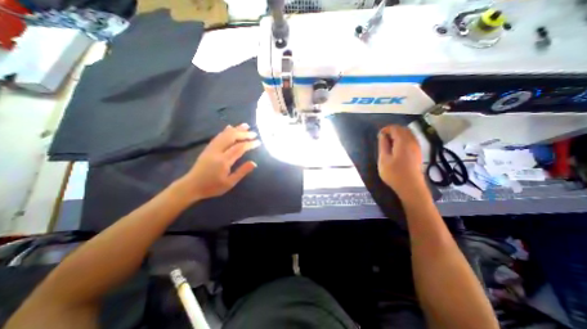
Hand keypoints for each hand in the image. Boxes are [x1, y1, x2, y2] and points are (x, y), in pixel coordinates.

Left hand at [178, 121, 259, 199]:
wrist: (191, 186)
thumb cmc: (212, 186)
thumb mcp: (229, 183)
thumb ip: (242, 172)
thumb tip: (254, 163)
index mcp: (223, 161)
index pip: (239, 148)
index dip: (249, 144)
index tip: (258, 142)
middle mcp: (217, 151)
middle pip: (231, 137)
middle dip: (244, 134)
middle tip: (254, 133)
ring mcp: (211, 148)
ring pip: (224, 135)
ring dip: (235, 129)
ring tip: (245, 125)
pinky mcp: (208, 148)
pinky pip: (218, 136)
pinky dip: (225, 131)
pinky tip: (229, 127)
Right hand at [379, 125, 429, 199]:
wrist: (411, 187)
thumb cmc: (394, 173)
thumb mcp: (383, 159)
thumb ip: (383, 145)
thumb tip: (382, 135)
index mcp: (403, 142)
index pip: (395, 128)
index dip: (386, 129)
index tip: (378, 135)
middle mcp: (412, 142)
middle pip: (403, 129)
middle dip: (392, 130)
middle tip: (383, 138)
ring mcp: (417, 147)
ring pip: (409, 134)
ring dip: (398, 135)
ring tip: (389, 142)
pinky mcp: (418, 153)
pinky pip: (411, 140)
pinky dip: (403, 139)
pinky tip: (397, 148)